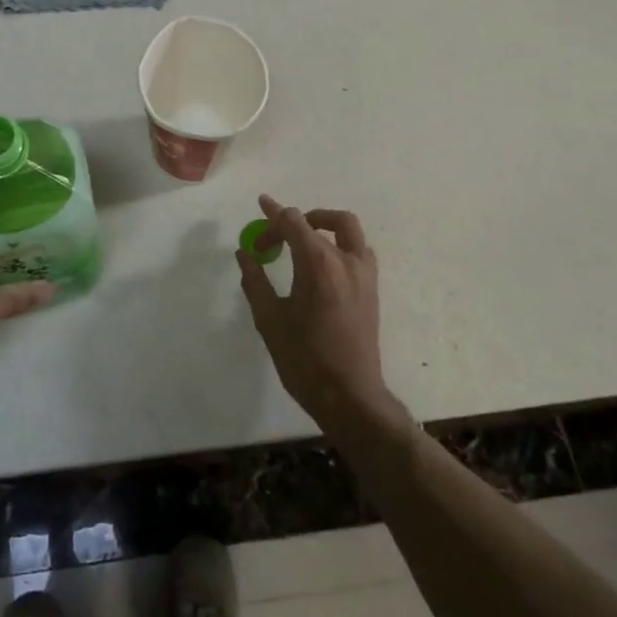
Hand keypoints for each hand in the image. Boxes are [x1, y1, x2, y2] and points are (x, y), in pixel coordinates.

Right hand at [237, 194, 402, 435]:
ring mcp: (363, 273)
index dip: (270, 219)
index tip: (256, 226)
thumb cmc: (304, 359)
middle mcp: (345, 260)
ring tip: (302, 239)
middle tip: (272, 240)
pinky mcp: (372, 288)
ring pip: (347, 228)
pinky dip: (340, 243)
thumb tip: (245, 254)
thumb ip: (255, 281)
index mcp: (318, 264)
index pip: (292, 221)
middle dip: (291, 223)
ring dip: (323, 224)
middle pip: (317, 221)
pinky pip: (358, 249)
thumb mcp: (269, 320)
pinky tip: (323, 264)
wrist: (350, 397)